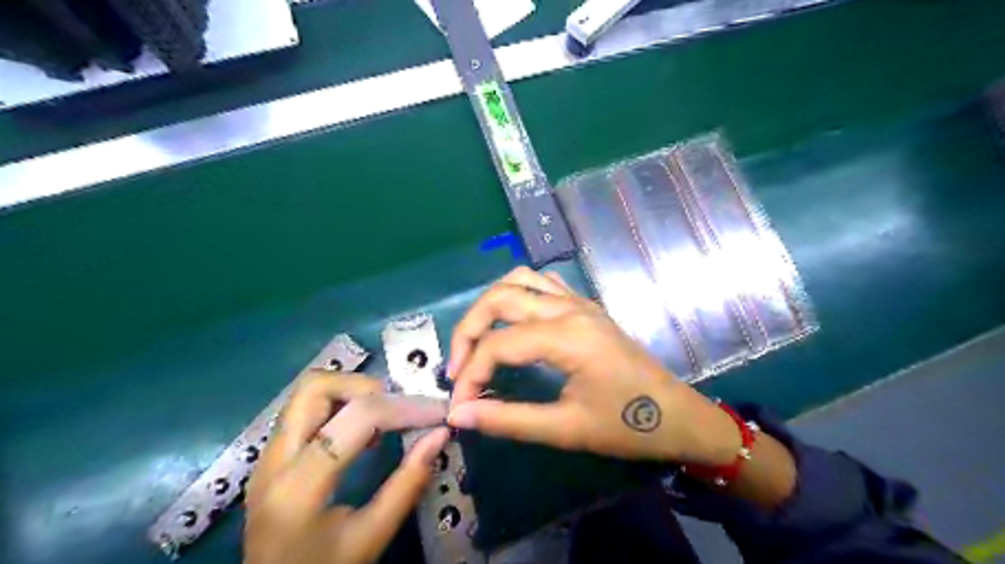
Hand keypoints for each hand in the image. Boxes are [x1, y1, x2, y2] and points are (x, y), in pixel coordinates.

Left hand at [245, 370, 450, 563]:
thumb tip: (440, 435)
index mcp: (299, 486)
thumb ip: (408, 483)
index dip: (404, 408)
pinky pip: (306, 409)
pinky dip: (340, 405)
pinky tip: (362, 431)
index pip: (357, 418)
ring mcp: (267, 455)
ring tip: (383, 418)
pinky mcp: (271, 456)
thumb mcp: (372, 537)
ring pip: (308, 392)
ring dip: (352, 392)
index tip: (437, 412)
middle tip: (399, 408)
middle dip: (367, 387)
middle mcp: (275, 459)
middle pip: (316, 387)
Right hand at [442, 268, 739, 466]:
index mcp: (567, 336)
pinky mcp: (585, 306)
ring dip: (490, 304)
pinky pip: (542, 284)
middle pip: (500, 298)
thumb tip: (458, 415)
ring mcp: (579, 302)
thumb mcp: (565, 429)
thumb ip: (507, 419)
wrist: (678, 416)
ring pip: (519, 280)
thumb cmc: (627, 426)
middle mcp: (569, 308)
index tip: (459, 405)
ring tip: (478, 339)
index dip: (470, 374)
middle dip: (469, 329)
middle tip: (458, 366)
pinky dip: (517, 295)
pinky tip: (512, 322)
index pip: (498, 345)